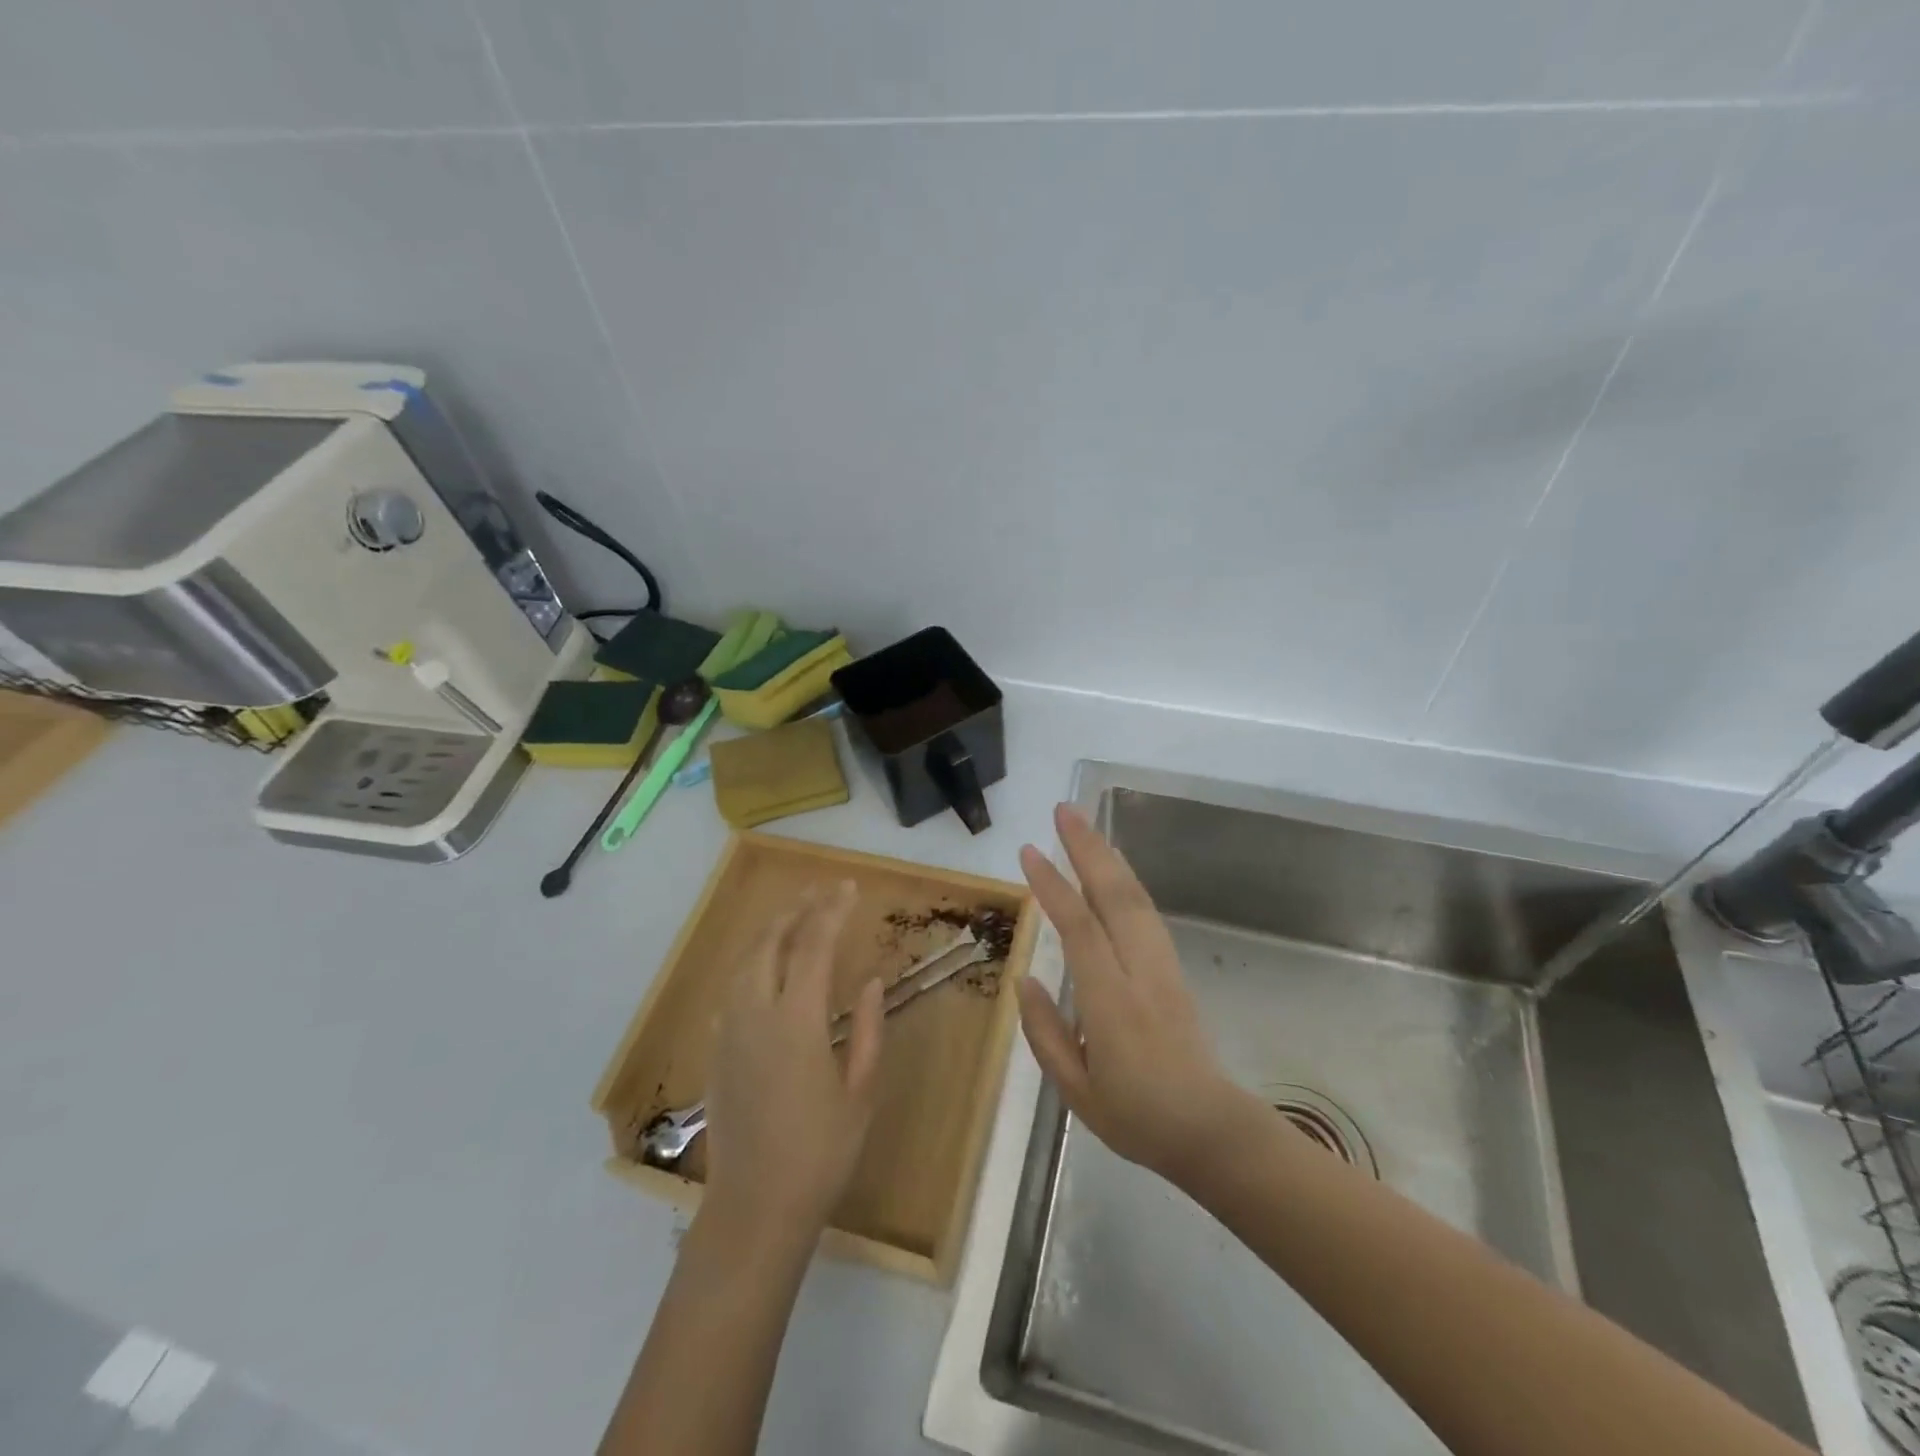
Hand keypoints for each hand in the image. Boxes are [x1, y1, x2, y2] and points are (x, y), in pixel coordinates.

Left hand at [702, 882, 884, 1241]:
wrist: (754, 1209)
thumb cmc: (820, 1154)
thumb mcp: (861, 1092)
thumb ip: (868, 1029)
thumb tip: (870, 981)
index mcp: (796, 1022)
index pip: (813, 946)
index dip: (831, 911)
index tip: (848, 888)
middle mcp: (755, 1015)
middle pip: (771, 941)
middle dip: (796, 909)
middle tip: (821, 891)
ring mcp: (729, 1032)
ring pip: (745, 961)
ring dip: (771, 931)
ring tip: (795, 916)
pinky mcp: (716, 1051)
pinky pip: (732, 988)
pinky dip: (752, 962)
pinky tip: (765, 967)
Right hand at [1018, 804, 1251, 1184]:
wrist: (1211, 1129)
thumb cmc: (1136, 1117)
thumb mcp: (1075, 1091)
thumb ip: (1045, 1032)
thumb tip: (1024, 980)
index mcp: (1111, 1002)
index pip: (1079, 929)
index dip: (1053, 887)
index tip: (1028, 852)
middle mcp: (1140, 971)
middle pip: (1115, 895)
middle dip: (1089, 847)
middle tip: (1064, 810)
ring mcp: (1162, 965)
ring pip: (1136, 897)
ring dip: (1109, 855)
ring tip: (1083, 825)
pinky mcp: (1173, 967)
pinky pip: (1146, 912)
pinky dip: (1126, 880)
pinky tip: (1111, 868)